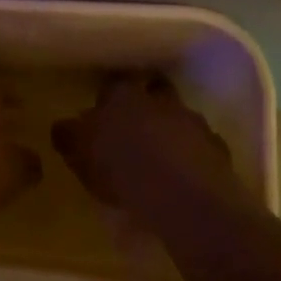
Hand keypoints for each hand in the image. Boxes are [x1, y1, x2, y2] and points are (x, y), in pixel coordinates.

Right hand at [52, 73, 246, 219]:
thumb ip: (69, 137)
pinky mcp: (217, 150)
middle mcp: (160, 101)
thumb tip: (63, 126)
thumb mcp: (79, 155)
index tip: (103, 107)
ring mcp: (193, 123)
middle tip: (134, 125)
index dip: (109, 94)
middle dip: (146, 103)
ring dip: (171, 129)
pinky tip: (183, 176)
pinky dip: (192, 156)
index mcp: (122, 96)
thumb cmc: (122, 170)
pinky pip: (201, 147)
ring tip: (161, 155)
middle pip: (154, 90)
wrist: (184, 198)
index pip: (114, 82)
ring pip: (180, 117)